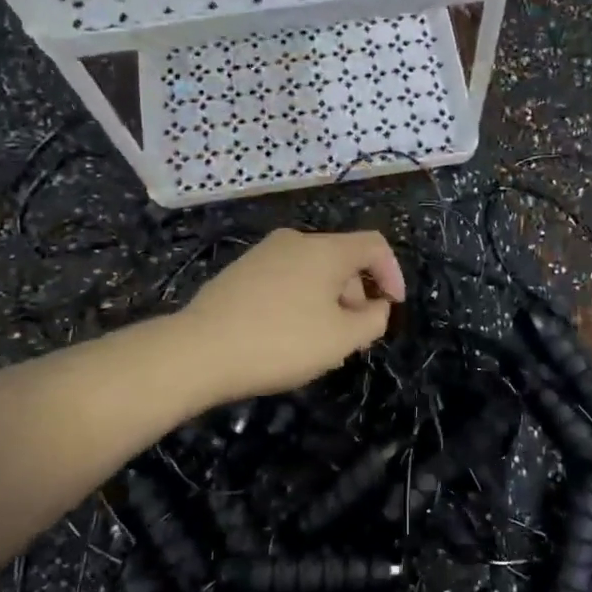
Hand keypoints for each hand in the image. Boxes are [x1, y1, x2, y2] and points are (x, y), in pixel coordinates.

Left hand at [179, 229, 405, 402]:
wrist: (198, 350)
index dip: (392, 274)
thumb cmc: (281, 342)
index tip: (392, 308)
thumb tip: (377, 306)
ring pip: (312, 271)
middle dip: (356, 295)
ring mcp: (263, 253)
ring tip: (318, 341)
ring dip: (328, 301)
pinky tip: (286, 334)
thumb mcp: (341, 340)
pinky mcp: (240, 271)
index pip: (374, 245)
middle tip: (352, 337)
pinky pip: (285, 278)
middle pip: (342, 259)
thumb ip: (373, 320)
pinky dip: (300, 300)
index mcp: (325, 250)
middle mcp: (295, 240)